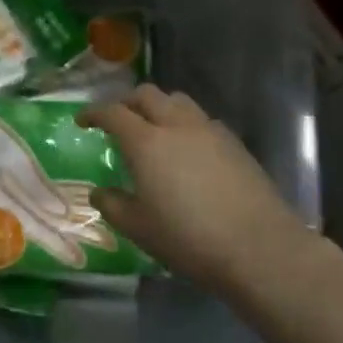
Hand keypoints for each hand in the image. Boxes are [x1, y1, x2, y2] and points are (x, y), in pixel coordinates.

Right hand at [81, 85, 309, 295]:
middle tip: (117, 120)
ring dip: (159, 106)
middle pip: (146, 94)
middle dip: (127, 102)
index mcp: (146, 141)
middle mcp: (176, 124)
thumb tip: (99, 192)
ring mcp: (208, 129)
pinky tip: (188, 149)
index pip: (113, 112)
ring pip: (177, 100)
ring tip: (154, 128)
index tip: (83, 120)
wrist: (258, 247)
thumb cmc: (189, 239)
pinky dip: (185, 123)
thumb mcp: (140, 229)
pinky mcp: (233, 142)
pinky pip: (201, 119)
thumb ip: (113, 206)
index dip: (94, 113)